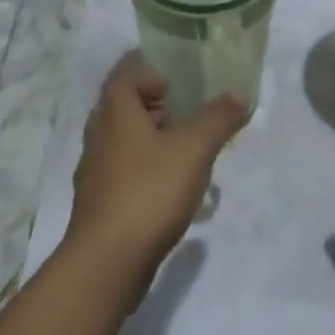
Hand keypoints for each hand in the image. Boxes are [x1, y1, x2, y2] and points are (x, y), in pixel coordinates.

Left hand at [65, 52, 249, 287]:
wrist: (107, 263)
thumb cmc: (149, 191)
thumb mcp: (194, 148)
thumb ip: (218, 118)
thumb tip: (239, 95)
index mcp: (115, 110)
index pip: (126, 72)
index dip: (152, 70)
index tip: (179, 84)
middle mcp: (98, 134)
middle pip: (124, 104)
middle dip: (156, 105)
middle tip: (188, 113)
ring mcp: (94, 170)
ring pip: (123, 139)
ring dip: (151, 138)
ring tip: (186, 151)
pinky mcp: (98, 202)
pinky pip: (122, 170)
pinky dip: (145, 168)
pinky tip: (171, 188)